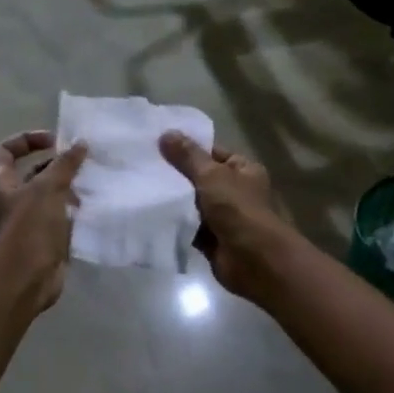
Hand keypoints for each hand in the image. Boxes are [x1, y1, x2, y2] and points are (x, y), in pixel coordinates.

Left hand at [0, 131, 87, 310]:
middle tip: (83, 162)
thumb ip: (65, 164)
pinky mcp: (44, 241)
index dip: (27, 140)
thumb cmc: (29, 228)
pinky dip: (74, 213)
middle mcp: (12, 201)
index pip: (6, 151)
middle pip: (32, 173)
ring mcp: (27, 222)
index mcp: (2, 184)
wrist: (25, 279)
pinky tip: (93, 209)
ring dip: (69, 189)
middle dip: (57, 166)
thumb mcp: (48, 188)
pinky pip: (60, 219)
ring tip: (92, 185)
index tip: (54, 141)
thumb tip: (80, 143)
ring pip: (49, 197)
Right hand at [158, 132, 292, 297]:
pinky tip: (149, 214)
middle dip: (176, 175)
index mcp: (243, 170)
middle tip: (143, 166)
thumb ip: (187, 156)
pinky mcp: (211, 239)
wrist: (253, 259)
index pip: (213, 153)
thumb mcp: (211, 175)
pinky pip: (188, 226)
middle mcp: (234, 191)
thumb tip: (166, 133)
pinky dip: (174, 223)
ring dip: (173, 201)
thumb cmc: (237, 209)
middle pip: (200, 178)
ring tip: (140, 187)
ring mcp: (223, 217)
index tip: (158, 145)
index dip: (188, 149)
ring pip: (192, 204)